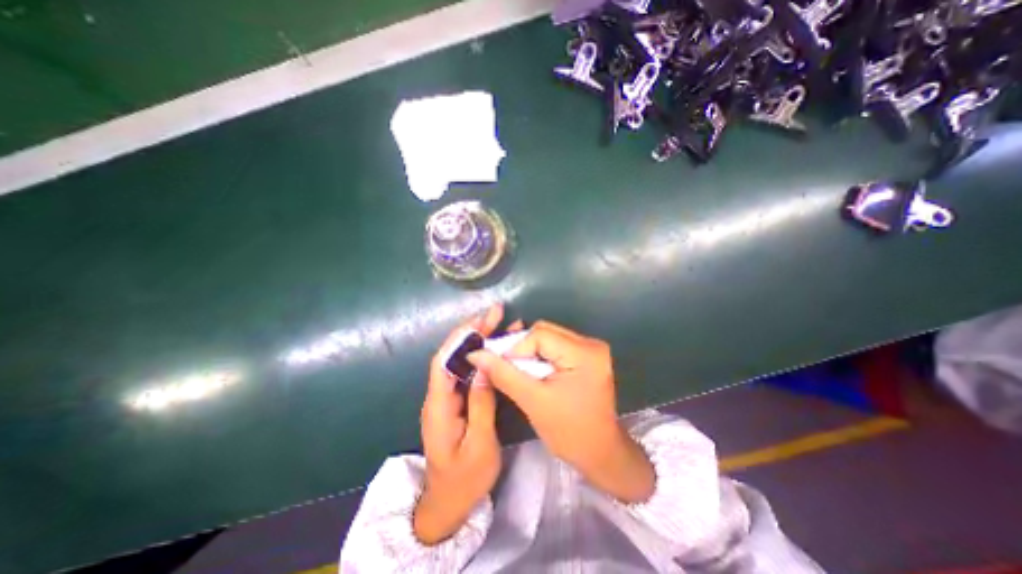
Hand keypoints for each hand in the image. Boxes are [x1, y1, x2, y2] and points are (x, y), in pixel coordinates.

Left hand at [415, 304, 505, 542]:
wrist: (449, 504)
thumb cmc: (465, 480)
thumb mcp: (479, 445)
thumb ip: (481, 405)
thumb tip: (485, 367)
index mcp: (439, 406)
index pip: (444, 361)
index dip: (461, 337)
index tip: (481, 319)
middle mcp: (440, 396)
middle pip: (453, 355)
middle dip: (473, 332)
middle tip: (496, 313)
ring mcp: (448, 397)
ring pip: (462, 361)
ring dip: (479, 340)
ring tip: (501, 323)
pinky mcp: (458, 400)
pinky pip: (469, 372)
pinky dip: (483, 357)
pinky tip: (497, 348)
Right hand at [467, 322, 650, 502]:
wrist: (599, 453)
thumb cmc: (569, 432)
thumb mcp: (532, 401)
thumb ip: (503, 374)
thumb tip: (476, 354)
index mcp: (584, 353)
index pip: (540, 334)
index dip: (515, 347)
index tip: (499, 365)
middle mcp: (590, 344)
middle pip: (544, 332)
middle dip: (522, 348)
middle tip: (507, 367)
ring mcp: (590, 349)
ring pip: (548, 337)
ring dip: (529, 352)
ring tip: (520, 372)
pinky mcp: (587, 356)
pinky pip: (555, 346)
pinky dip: (540, 356)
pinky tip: (534, 371)